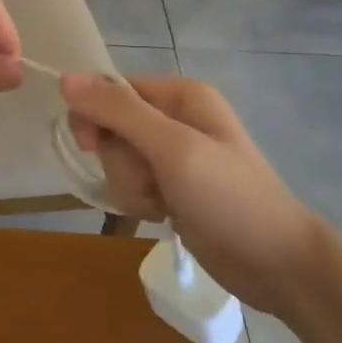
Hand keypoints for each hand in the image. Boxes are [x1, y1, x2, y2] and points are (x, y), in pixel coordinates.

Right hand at [59, 74, 322, 315]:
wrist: (277, 264)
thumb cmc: (229, 197)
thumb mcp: (172, 148)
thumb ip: (118, 112)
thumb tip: (64, 78)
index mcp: (180, 95)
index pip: (111, 90)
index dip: (95, 116)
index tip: (92, 146)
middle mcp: (175, 117)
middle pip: (111, 127)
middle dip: (120, 160)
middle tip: (149, 180)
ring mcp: (174, 155)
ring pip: (118, 159)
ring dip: (130, 185)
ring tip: (162, 203)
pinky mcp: (171, 186)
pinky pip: (132, 183)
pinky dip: (140, 201)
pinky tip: (163, 214)